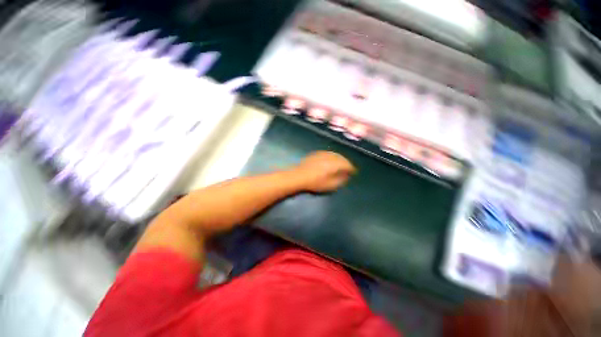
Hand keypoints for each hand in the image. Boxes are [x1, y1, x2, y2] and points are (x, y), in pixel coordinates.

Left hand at [291, 151, 355, 192]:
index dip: (352, 169)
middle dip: (346, 162)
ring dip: (340, 158)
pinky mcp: (316, 154)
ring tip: (341, 164)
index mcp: (335, 164)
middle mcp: (330, 156)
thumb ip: (340, 180)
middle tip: (349, 168)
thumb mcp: (330, 185)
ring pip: (335, 154)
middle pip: (342, 158)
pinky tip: (331, 160)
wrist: (298, 176)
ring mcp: (322, 154)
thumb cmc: (315, 183)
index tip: (354, 172)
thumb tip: (346, 176)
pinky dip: (332, 156)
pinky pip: (328, 153)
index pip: (347, 164)